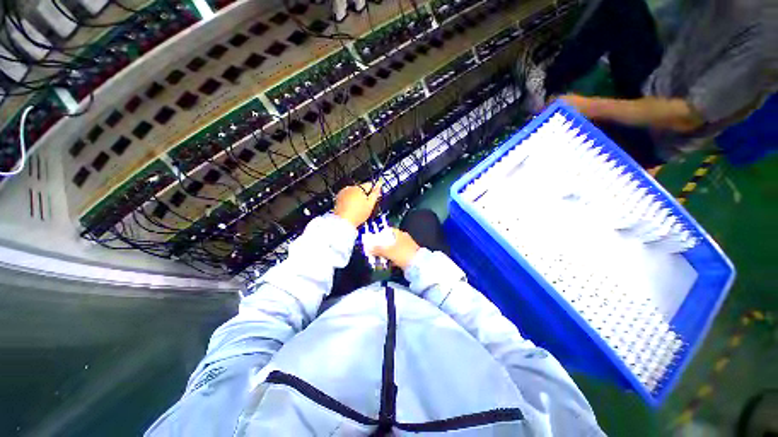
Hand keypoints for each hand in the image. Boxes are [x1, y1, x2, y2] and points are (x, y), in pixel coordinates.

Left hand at [334, 181, 381, 227]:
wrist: (343, 221)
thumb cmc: (357, 214)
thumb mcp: (370, 204)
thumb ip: (375, 193)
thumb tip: (378, 186)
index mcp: (359, 188)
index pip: (370, 184)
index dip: (374, 191)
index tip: (374, 196)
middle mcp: (350, 188)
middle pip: (361, 189)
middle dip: (365, 195)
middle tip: (366, 206)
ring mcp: (343, 192)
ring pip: (354, 192)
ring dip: (357, 197)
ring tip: (358, 208)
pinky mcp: (339, 197)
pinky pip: (347, 196)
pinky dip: (350, 200)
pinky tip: (352, 208)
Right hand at [368, 228, 420, 269]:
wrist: (418, 265)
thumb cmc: (402, 254)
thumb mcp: (388, 251)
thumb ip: (377, 248)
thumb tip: (367, 246)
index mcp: (399, 234)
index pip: (387, 230)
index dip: (379, 234)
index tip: (373, 240)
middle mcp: (403, 238)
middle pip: (389, 240)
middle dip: (382, 245)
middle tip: (374, 250)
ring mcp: (406, 247)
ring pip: (393, 248)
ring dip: (386, 252)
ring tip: (379, 257)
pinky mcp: (408, 255)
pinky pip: (397, 255)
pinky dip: (392, 258)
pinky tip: (387, 262)